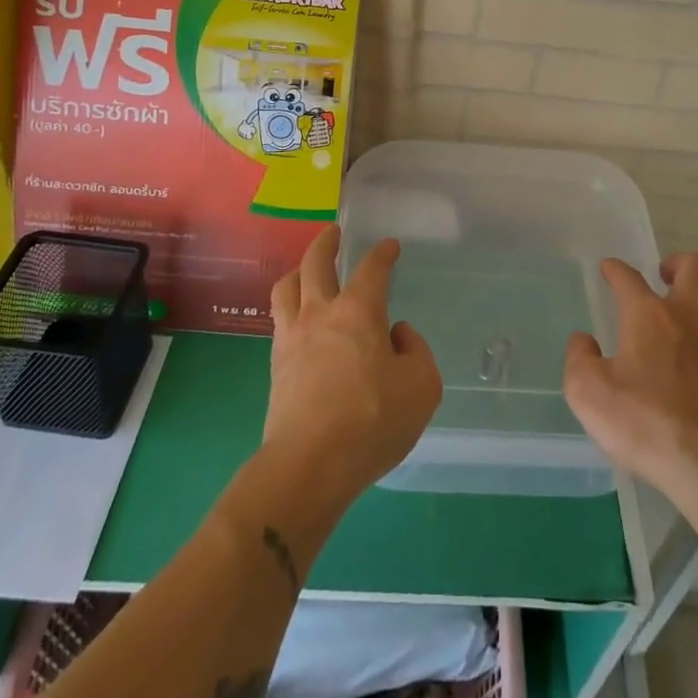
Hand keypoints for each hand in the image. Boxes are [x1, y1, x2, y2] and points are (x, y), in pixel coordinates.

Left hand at [263, 226, 442, 513]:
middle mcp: (321, 313)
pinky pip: (279, 319)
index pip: (372, 268)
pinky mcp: (276, 365)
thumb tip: (396, 334)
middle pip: (316, 263)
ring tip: (306, 269)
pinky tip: (298, 317)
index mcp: (359, 311)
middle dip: (326, 242)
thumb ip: (416, 352)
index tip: (390, 246)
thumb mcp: (422, 387)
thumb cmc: (372, 421)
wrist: (309, 465)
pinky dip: (289, 306)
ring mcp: (292, 337)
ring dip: (298, 270)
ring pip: (287, 287)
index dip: (383, 253)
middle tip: (333, 232)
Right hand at [564, 252, 697, 497]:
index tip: (609, 268)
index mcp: (647, 315)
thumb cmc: (643, 421)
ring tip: (692, 313)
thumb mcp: (588, 393)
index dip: (615, 269)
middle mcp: (687, 318)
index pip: (628, 277)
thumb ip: (580, 359)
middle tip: (664, 276)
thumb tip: (584, 341)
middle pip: (695, 268)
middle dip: (678, 263)